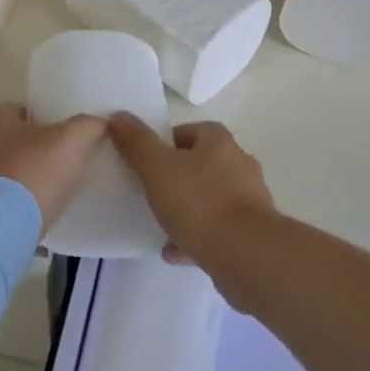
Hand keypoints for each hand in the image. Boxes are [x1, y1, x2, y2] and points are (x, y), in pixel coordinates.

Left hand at [0, 103, 106, 230]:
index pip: (8, 109)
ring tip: (34, 190)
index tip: (46, 126)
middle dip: (15, 147)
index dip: (27, 115)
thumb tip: (100, 120)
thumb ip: (87, 126)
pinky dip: (1, 204)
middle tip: (43, 159)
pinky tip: (22, 214)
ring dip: (6, 177)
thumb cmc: (34, 172)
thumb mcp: (71, 142)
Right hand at [106, 116, 273, 267]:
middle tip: (150, 190)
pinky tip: (174, 251)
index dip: (166, 141)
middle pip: (202, 165)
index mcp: (220, 143)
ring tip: (158, 224)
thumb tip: (118, 116)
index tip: (145, 158)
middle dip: (177, 176)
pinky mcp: (251, 234)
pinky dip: (195, 238)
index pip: (191, 131)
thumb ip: (136, 142)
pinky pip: (216, 231)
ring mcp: (249, 202)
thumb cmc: (200, 202)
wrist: (246, 254)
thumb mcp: (157, 167)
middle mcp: (240, 166)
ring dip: (186, 210)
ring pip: (210, 200)